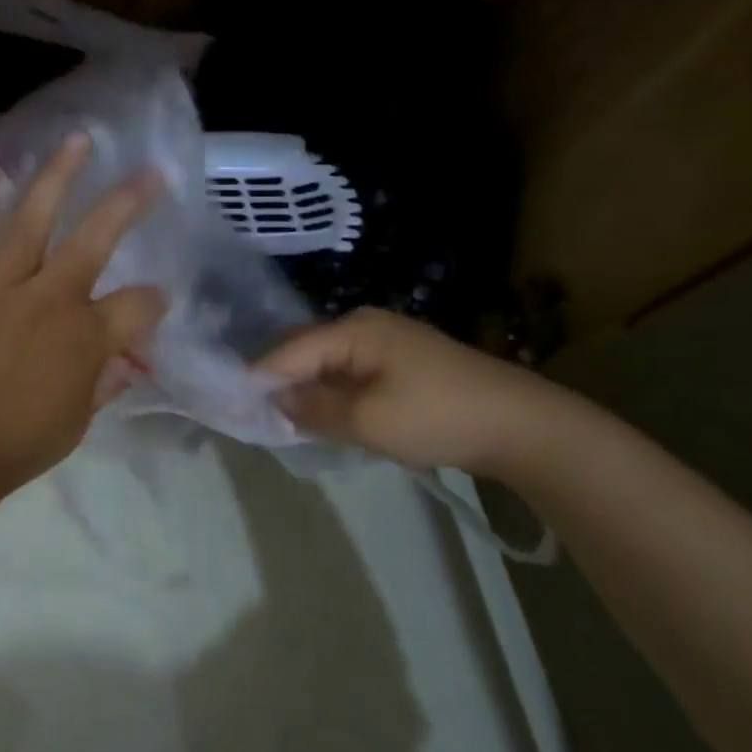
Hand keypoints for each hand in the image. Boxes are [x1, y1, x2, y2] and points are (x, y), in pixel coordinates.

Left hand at [0, 133, 166, 488]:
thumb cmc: (23, 440)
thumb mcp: (80, 418)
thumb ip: (105, 381)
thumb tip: (124, 362)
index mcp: (87, 337)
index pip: (138, 305)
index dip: (154, 303)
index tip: (155, 305)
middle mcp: (51, 299)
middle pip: (94, 240)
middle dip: (127, 204)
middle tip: (150, 172)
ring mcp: (3, 288)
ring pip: (32, 222)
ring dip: (56, 178)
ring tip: (76, 140)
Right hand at [257, 308, 561, 474]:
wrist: (521, 425)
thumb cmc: (436, 416)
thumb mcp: (366, 419)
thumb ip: (313, 409)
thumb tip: (276, 400)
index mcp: (353, 329)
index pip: (287, 351)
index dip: (257, 380)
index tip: (230, 408)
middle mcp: (366, 326)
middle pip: (306, 354)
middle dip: (280, 385)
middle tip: (253, 418)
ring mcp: (388, 343)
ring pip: (329, 367)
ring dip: (308, 394)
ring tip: (283, 422)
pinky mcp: (404, 364)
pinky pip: (353, 376)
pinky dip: (336, 396)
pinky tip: (327, 418)